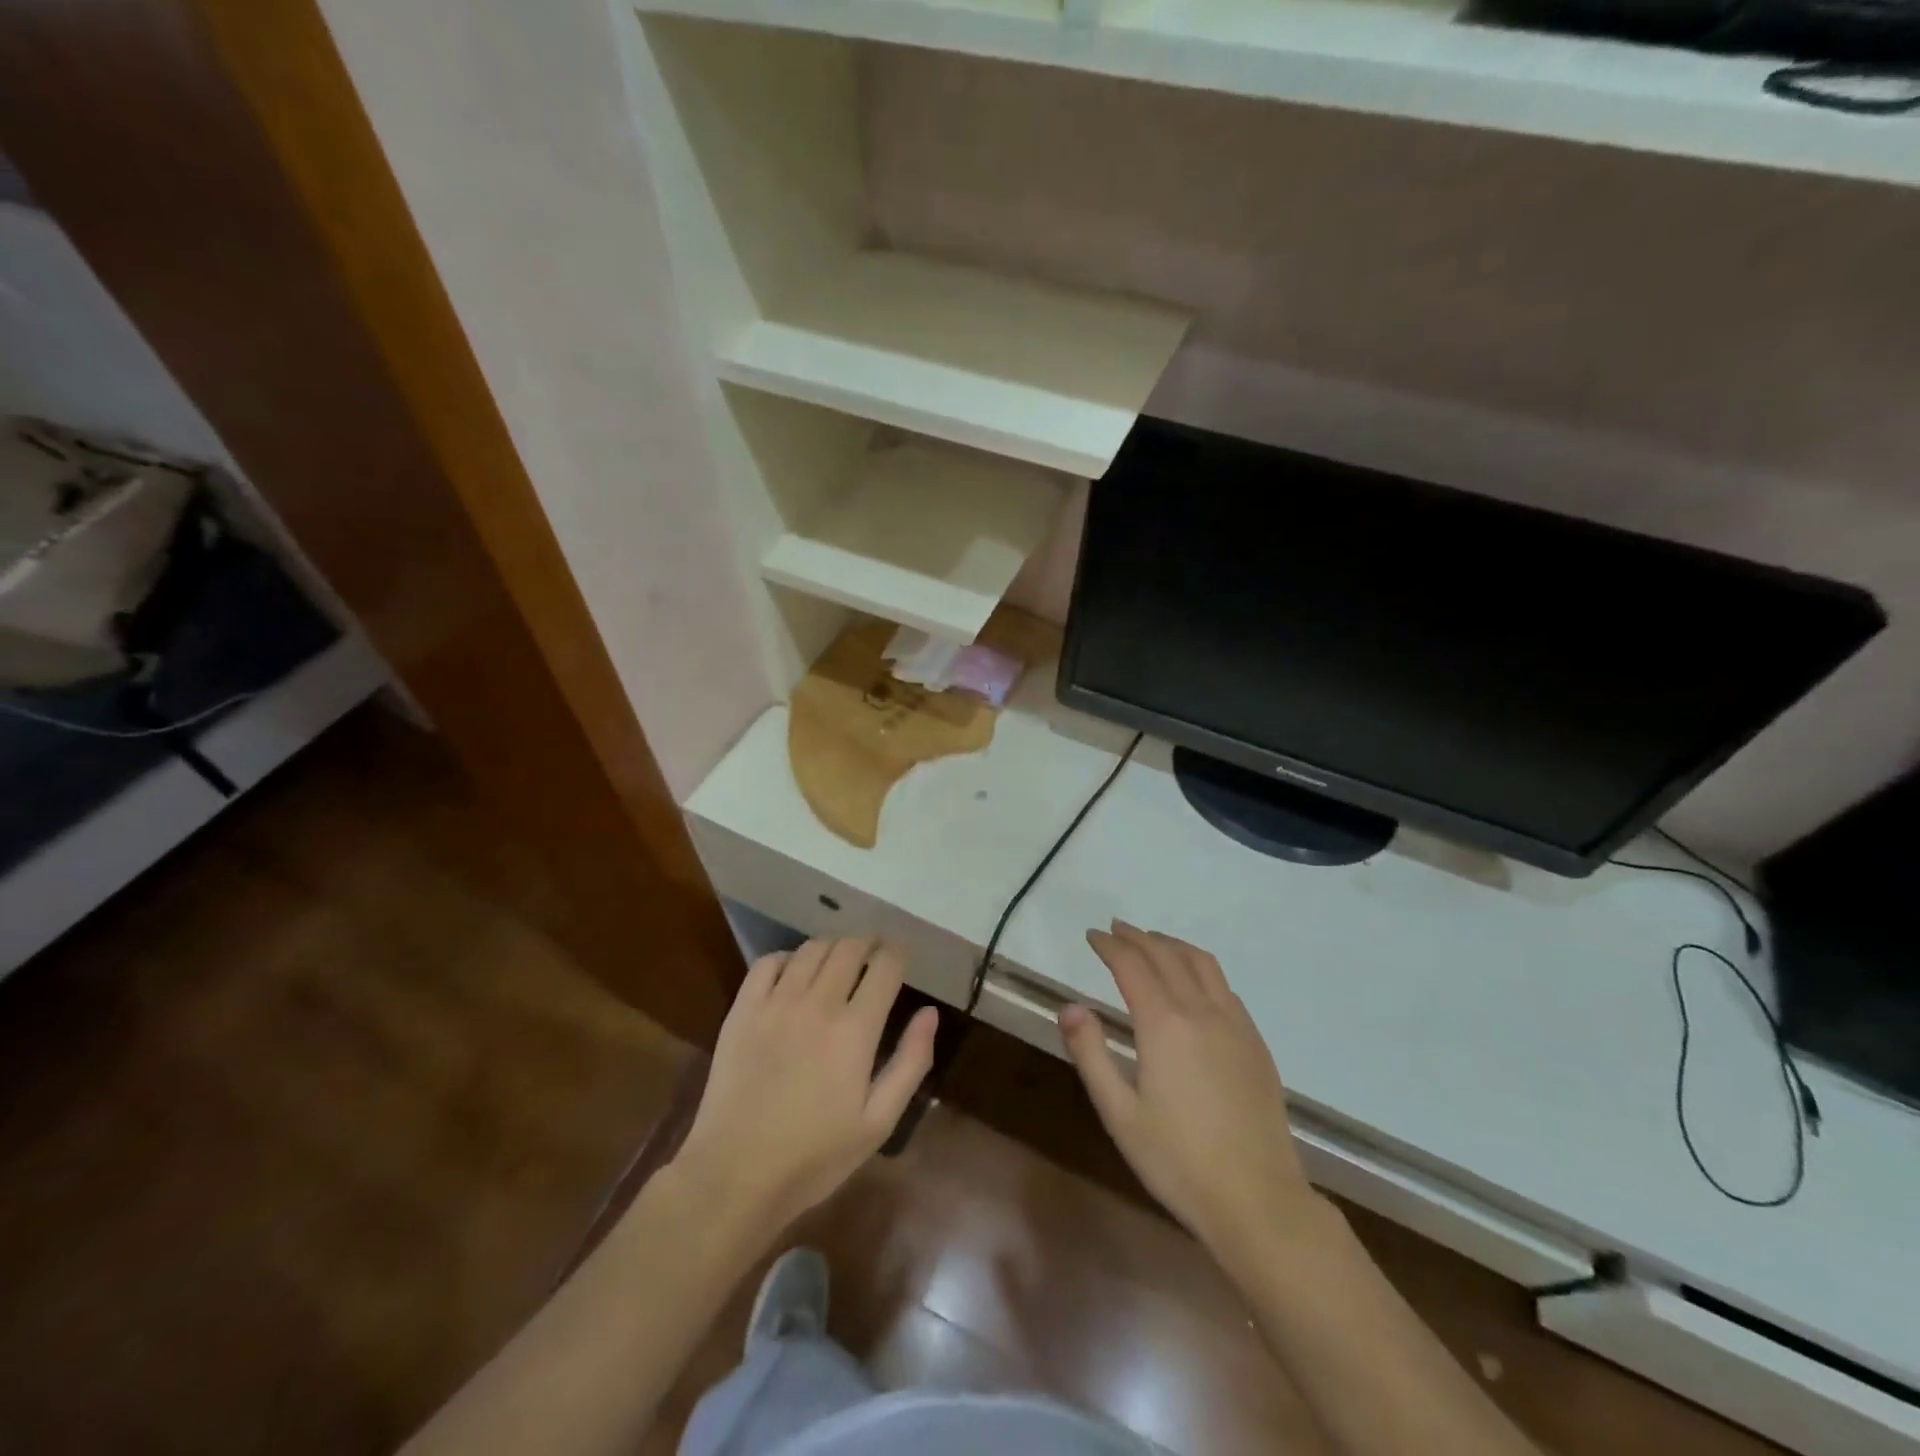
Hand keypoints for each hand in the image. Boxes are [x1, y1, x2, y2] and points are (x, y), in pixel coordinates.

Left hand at [673, 937, 937, 1234]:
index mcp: (856, 1030)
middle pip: (850, 948)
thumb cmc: (815, 1156)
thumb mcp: (878, 1123)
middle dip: (869, 943)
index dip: (898, 952)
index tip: (902, 954)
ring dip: (833, 945)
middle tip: (875, 952)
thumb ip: (910, 1063)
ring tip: (840, 958)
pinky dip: (789, 957)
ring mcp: (776, 1003)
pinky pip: (768, 962)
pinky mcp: (743, 1010)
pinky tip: (795, 971)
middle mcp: (818, 1003)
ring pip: (812, 949)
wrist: (735, 1175)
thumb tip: (929, 1012)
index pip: (885, 966)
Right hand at [1059, 921, 1322, 1268]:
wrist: (1259, 1202)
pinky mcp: (1255, 1042)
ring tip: (1151, 941)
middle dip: (1137, 937)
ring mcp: (1235, 1024)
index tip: (1092, 936)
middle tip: (1114, 930)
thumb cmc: (1178, 1162)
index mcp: (1164, 1024)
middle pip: (1166, 955)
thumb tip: (1069, 1007)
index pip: (1132, 965)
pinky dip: (1200, 967)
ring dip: (1171, 944)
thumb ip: (1091, 1054)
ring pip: (1201, 963)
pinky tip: (1193, 981)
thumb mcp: (1119, 1114)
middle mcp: (1201, 1011)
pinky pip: (1224, 986)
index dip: (1109, 946)